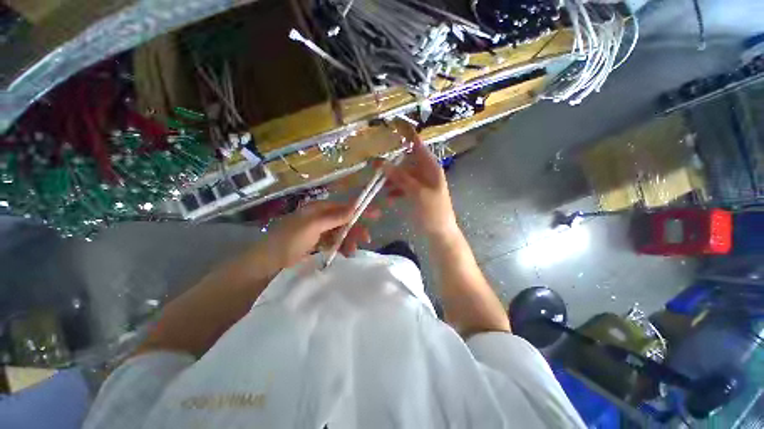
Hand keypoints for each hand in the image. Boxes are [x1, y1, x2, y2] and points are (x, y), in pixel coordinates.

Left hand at [254, 200, 377, 275]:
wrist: (268, 263)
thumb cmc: (289, 240)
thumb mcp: (313, 226)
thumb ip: (334, 217)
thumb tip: (354, 207)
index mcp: (318, 209)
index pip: (343, 207)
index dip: (359, 210)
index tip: (376, 214)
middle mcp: (320, 218)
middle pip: (343, 220)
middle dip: (354, 229)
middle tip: (366, 239)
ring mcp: (318, 231)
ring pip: (340, 232)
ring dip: (348, 240)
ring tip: (351, 252)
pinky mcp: (317, 243)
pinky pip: (334, 242)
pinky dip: (340, 247)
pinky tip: (343, 254)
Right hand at [382, 133, 457, 237]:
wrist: (440, 233)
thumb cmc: (433, 212)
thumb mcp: (417, 193)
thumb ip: (401, 178)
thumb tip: (383, 163)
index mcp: (431, 168)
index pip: (418, 147)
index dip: (407, 137)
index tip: (394, 127)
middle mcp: (426, 173)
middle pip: (407, 162)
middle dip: (393, 164)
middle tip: (375, 166)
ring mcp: (421, 184)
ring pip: (403, 175)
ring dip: (392, 179)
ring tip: (380, 185)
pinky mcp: (416, 194)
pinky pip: (404, 187)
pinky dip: (396, 190)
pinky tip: (388, 197)